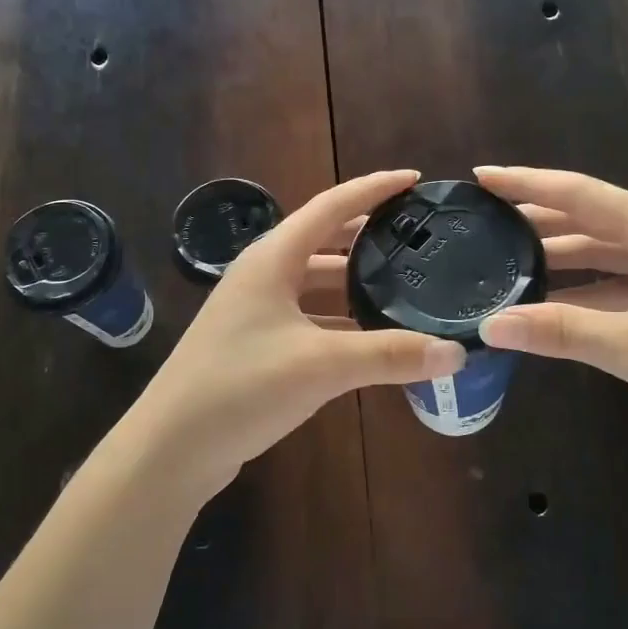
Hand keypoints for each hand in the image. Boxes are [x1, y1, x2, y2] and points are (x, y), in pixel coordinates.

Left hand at [127, 170, 466, 497]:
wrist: (171, 449)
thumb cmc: (240, 387)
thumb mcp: (320, 365)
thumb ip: (389, 355)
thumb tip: (456, 353)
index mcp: (272, 259)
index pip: (331, 206)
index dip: (373, 189)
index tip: (415, 180)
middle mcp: (263, 276)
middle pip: (324, 242)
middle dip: (369, 237)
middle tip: (418, 237)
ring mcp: (256, 312)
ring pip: (318, 286)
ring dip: (356, 284)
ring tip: (405, 286)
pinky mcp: (257, 346)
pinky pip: (311, 320)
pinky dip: (342, 322)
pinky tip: (372, 339)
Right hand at [475, 166, 627, 451]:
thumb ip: (562, 332)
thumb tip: (492, 325)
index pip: (580, 193)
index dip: (527, 183)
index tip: (481, 176)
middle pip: (591, 219)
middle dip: (538, 220)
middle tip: (484, 224)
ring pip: (607, 253)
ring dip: (561, 258)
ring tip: (507, 263)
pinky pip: (623, 282)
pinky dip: (587, 290)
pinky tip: (556, 305)